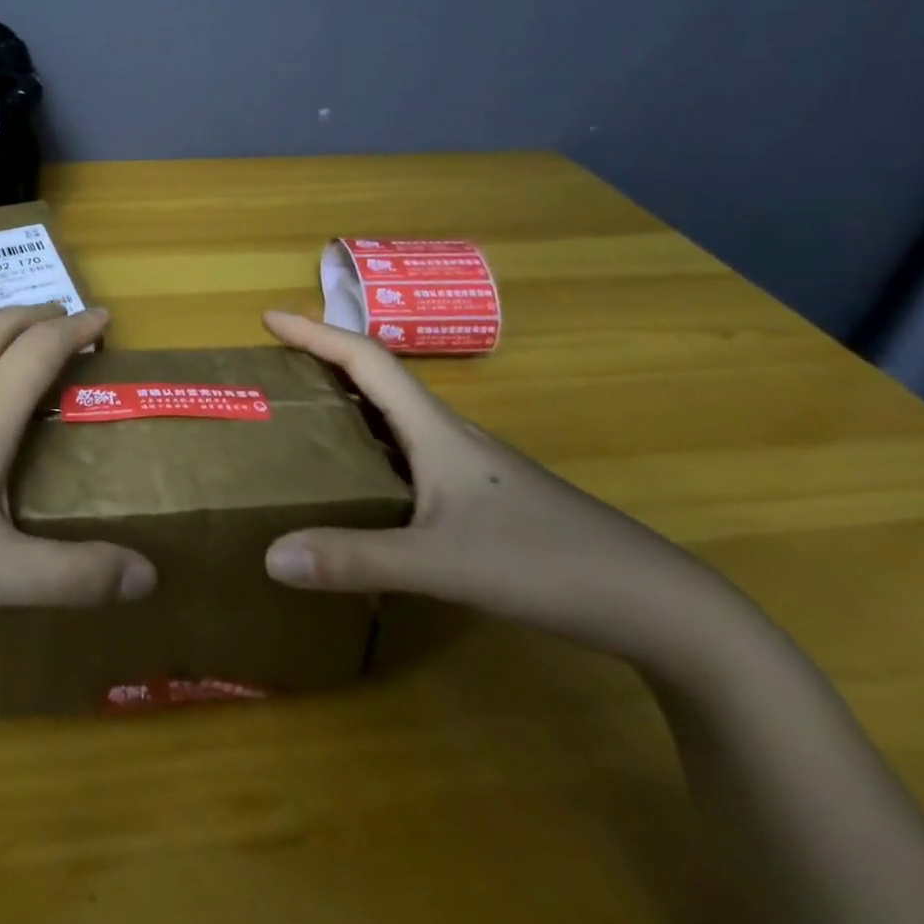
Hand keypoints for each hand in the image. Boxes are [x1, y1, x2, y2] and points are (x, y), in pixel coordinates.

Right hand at [260, 311, 737, 667]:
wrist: (655, 604)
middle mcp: (448, 435)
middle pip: (377, 378)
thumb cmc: (547, 563)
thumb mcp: (442, 564)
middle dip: (322, 360)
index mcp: (435, 430)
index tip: (269, 319)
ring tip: (301, 415)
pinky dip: (369, 444)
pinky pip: (407, 451)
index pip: (366, 359)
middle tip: (274, 367)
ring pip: (394, 416)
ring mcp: (468, 466)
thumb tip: (270, 555)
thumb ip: (356, 559)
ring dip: (346, 401)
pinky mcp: (480, 496)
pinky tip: (359, 480)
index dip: (315, 333)